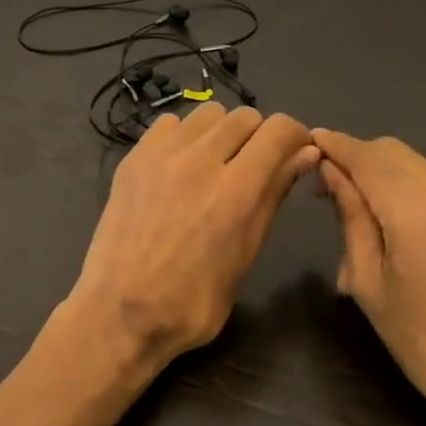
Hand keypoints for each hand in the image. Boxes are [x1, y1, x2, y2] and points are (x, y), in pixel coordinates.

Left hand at [65, 104, 318, 377]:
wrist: (119, 312)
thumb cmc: (192, 302)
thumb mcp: (245, 254)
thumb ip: (273, 196)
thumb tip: (305, 154)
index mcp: (236, 190)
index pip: (279, 130)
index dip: (295, 136)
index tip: (294, 152)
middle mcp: (200, 160)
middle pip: (245, 117)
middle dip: (259, 136)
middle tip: (253, 166)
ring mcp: (161, 154)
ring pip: (208, 113)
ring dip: (221, 132)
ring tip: (215, 163)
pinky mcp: (133, 157)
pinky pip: (170, 123)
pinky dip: (184, 136)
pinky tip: (180, 166)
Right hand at [312, 129, 425, 425]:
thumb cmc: (424, 341)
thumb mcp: (371, 283)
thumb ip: (351, 217)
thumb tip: (331, 172)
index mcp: (413, 209)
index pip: (364, 155)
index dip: (333, 144)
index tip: (304, 143)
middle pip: (388, 150)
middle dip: (353, 155)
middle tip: (321, 182)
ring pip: (410, 161)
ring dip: (376, 168)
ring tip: (349, 200)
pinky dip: (399, 182)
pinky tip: (384, 213)